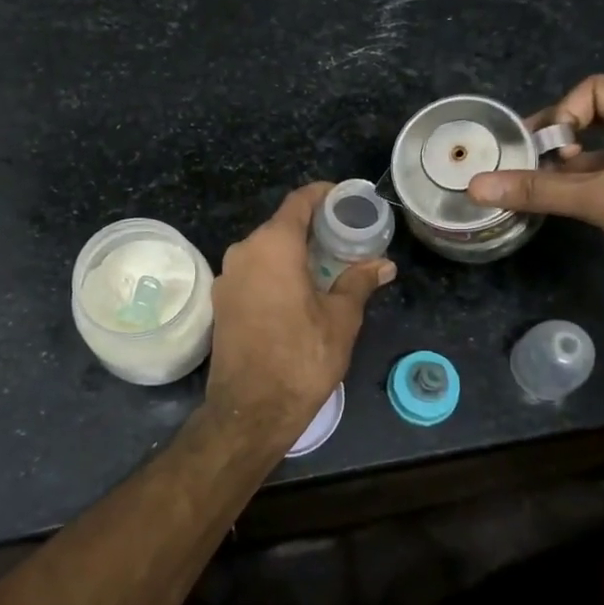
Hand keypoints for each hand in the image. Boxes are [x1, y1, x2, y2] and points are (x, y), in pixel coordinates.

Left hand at [207, 182, 395, 433]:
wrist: (250, 410)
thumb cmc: (301, 357)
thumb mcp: (340, 319)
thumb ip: (359, 282)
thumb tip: (382, 264)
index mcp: (273, 246)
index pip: (299, 202)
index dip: (323, 194)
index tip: (345, 199)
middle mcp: (244, 252)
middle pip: (281, 225)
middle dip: (313, 228)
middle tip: (345, 238)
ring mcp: (227, 277)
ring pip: (265, 250)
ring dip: (294, 252)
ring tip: (327, 265)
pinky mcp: (221, 302)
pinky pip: (253, 272)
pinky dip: (276, 271)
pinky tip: (299, 290)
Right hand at [468, 74, 603, 302]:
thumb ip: (540, 190)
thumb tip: (477, 186)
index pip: (596, 90)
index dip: (562, 114)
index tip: (542, 149)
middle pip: (602, 118)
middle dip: (563, 140)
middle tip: (529, 164)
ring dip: (575, 168)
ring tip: (541, 189)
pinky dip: (595, 187)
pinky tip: (572, 207)